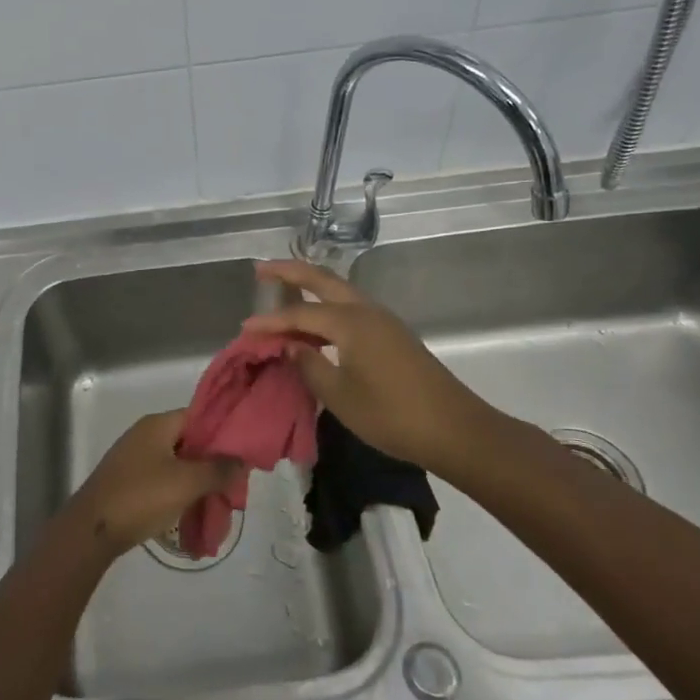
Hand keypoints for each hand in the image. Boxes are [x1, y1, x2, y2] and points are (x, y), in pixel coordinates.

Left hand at [65, 410, 241, 556]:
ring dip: (197, 481)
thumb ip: (218, 469)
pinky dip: (179, 492)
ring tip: (218, 503)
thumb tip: (242, 460)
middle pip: (189, 441)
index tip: (244, 454)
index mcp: (158, 425)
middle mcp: (146, 435)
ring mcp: (135, 458)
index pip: (199, 416)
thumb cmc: (141, 497)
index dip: (223, 432)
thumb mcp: (186, 482)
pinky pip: (163, 480)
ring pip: (177, 463)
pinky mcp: (129, 481)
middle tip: (234, 484)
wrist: (92, 529)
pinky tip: (193, 512)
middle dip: (212, 462)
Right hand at [246, 258, 532, 480]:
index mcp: (351, 322)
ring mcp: (384, 322)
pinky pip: (351, 309)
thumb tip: (291, 345)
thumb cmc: (392, 415)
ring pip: (340, 292)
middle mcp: (367, 311)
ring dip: (311, 286)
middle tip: (261, 269)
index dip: (270, 322)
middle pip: (323, 280)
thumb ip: (309, 365)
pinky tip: (317, 324)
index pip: (299, 314)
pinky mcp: (393, 336)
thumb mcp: (340, 396)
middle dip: (291, 271)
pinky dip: (328, 307)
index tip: (244, 328)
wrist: (455, 430)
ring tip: (283, 290)